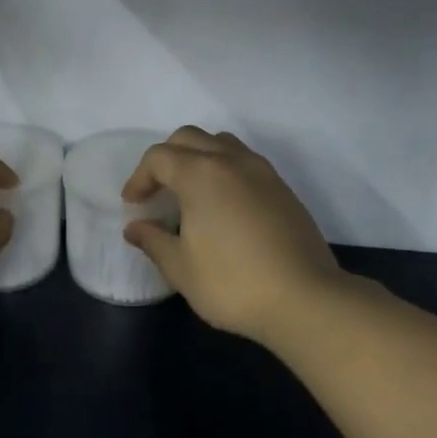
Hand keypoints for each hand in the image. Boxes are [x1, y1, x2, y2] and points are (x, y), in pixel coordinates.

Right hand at [122, 127, 345, 343]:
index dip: (139, 177)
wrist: (304, 299)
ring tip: (188, 192)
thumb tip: (135, 228)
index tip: (133, 204)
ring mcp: (263, 173)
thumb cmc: (231, 283)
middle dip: (166, 158)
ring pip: (222, 144)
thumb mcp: (180, 268)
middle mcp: (232, 162)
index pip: (159, 157)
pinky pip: (245, 162)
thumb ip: (153, 241)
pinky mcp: (283, 190)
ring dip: (197, 158)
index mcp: (201, 175)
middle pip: (190, 138)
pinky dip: (224, 171)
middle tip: (156, 191)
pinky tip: (221, 206)